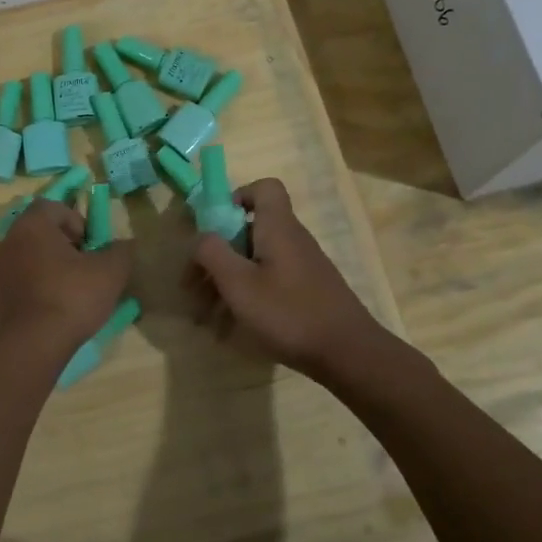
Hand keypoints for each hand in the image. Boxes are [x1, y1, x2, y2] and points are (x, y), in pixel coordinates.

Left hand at [0, 198, 132, 350]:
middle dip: (66, 243)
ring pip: (32, 255)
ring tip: (76, 288)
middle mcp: (10, 241)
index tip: (91, 246)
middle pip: (41, 230)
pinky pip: (24, 278)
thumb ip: (121, 251)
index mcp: (32, 225)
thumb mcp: (110, 271)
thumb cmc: (71, 297)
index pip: (53, 206)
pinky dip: (41, 284)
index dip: (77, 221)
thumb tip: (124, 244)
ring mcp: (1, 269)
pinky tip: (59, 306)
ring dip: (54, 265)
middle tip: (86, 265)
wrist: (32, 345)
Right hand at [190, 178, 386, 380]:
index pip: (265, 188)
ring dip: (226, 284)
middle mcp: (292, 240)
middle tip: (193, 287)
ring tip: (204, 318)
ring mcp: (301, 268)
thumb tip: (201, 237)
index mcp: (278, 228)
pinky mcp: (305, 292)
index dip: (237, 197)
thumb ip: (213, 253)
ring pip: (254, 263)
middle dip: (217, 256)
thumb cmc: (289, 313)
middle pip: (249, 231)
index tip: (215, 227)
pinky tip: (229, 331)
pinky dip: (245, 300)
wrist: (348, 354)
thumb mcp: (239, 284)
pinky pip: (267, 284)